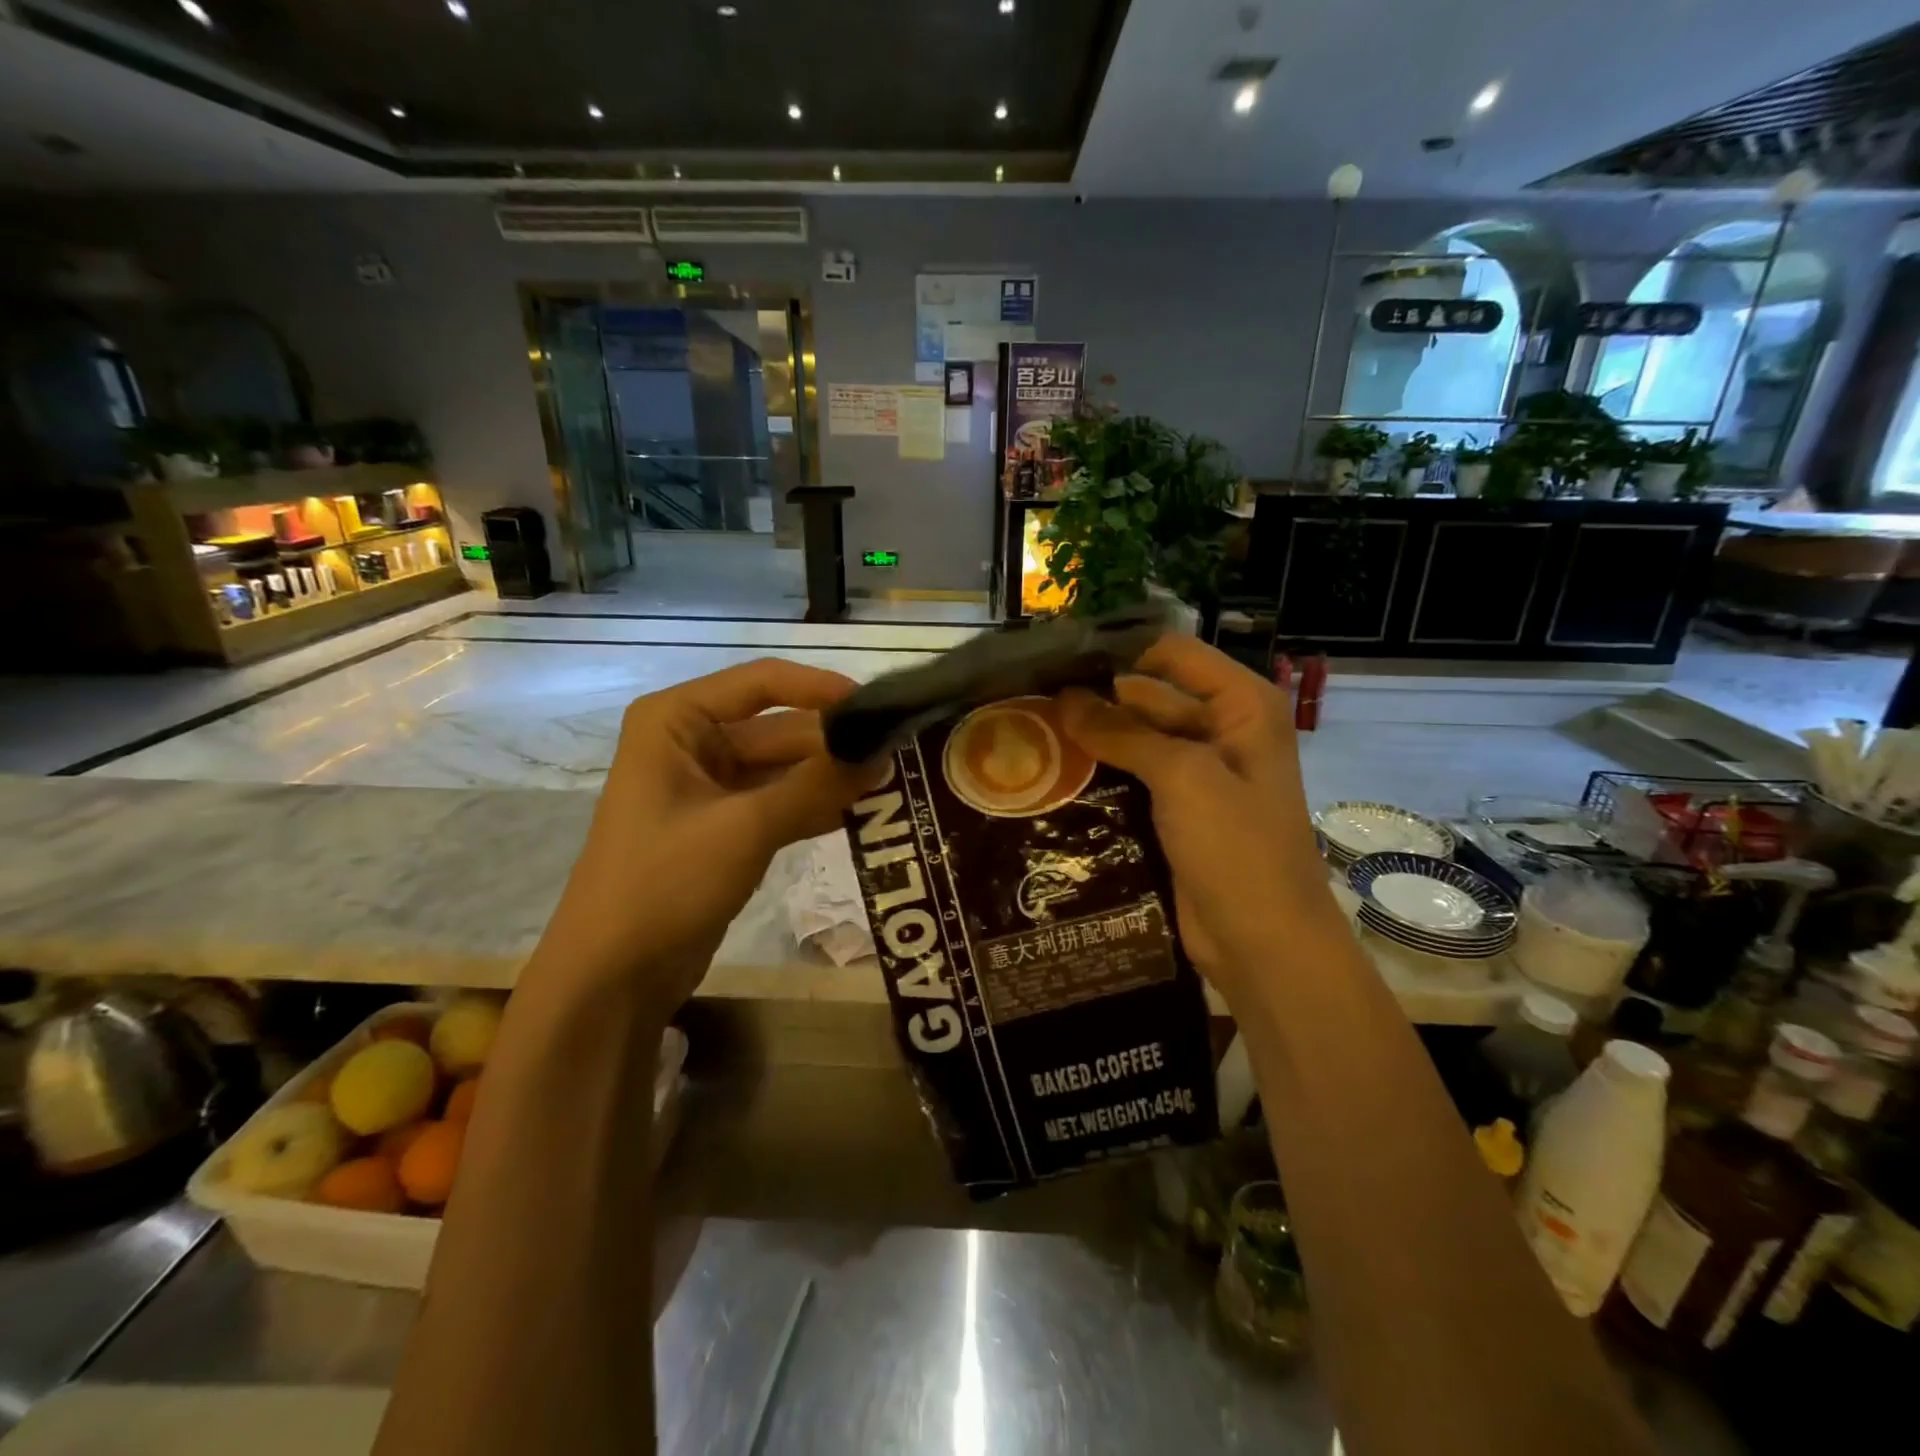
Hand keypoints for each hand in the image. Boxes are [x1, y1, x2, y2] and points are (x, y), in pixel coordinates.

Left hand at [528, 659, 876, 1015]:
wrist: (613, 975)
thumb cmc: (664, 883)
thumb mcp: (745, 827)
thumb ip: (816, 785)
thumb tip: (882, 751)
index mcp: (678, 720)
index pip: (762, 682)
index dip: (821, 689)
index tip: (878, 707)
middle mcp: (693, 743)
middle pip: (780, 728)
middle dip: (834, 744)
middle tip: (898, 755)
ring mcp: (710, 788)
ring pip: (784, 769)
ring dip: (831, 777)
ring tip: (891, 782)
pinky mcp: (725, 828)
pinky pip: (780, 803)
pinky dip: (815, 807)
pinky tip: (862, 812)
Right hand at [1059, 636, 1339, 1011]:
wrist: (1263, 943)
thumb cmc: (1238, 848)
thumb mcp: (1183, 777)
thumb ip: (1123, 732)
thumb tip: (1064, 697)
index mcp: (1241, 706)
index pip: (1171, 654)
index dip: (1118, 650)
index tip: (1057, 654)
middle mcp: (1221, 729)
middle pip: (1149, 696)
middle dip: (1095, 696)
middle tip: (1028, 695)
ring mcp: (1198, 774)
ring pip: (1135, 740)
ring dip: (1092, 737)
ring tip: (1028, 728)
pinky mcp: (1176, 811)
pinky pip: (1132, 779)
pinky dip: (1100, 773)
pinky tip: (1050, 771)